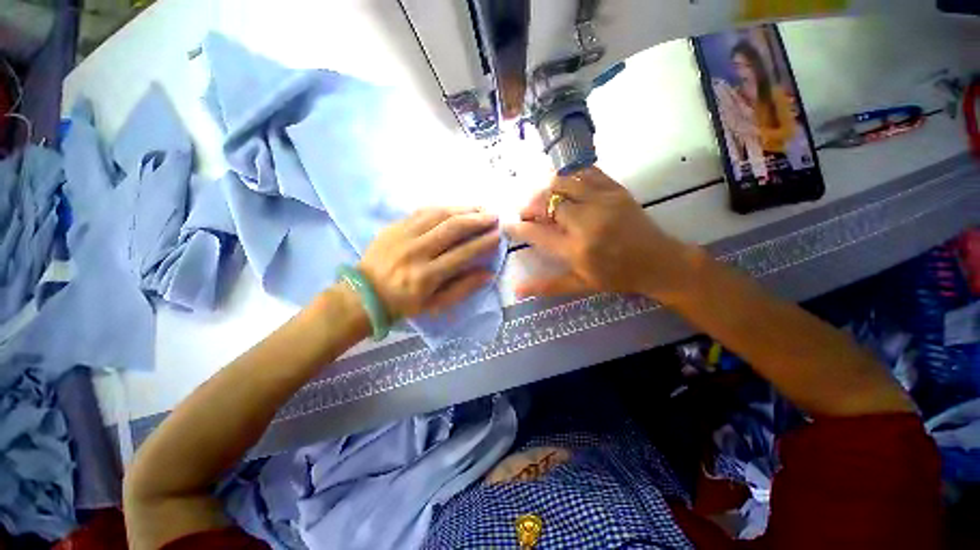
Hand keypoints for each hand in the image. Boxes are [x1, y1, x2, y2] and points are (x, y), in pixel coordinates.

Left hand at [358, 207, 499, 320]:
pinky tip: (455, 208)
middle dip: (477, 220)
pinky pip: (422, 211)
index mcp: (427, 276)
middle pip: (452, 228)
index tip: (498, 235)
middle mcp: (416, 252)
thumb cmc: (404, 304)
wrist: (365, 294)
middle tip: (493, 217)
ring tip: (479, 208)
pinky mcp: (394, 226)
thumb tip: (488, 273)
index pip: (463, 253)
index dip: (483, 243)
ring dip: (462, 209)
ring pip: (438, 215)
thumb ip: (463, 288)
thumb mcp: (436, 305)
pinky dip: (443, 208)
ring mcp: (403, 236)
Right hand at [506, 167, 697, 300]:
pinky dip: (569, 175)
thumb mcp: (581, 284)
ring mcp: (603, 201)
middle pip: (547, 202)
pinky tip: (564, 185)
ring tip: (542, 198)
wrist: (659, 262)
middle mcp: (587, 222)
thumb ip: (547, 285)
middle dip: (530, 206)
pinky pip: (586, 172)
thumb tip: (517, 290)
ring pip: (563, 182)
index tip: (509, 224)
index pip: (537, 233)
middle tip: (527, 212)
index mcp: (577, 249)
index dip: (519, 227)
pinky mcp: (616, 189)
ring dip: (546, 188)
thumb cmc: (617, 276)